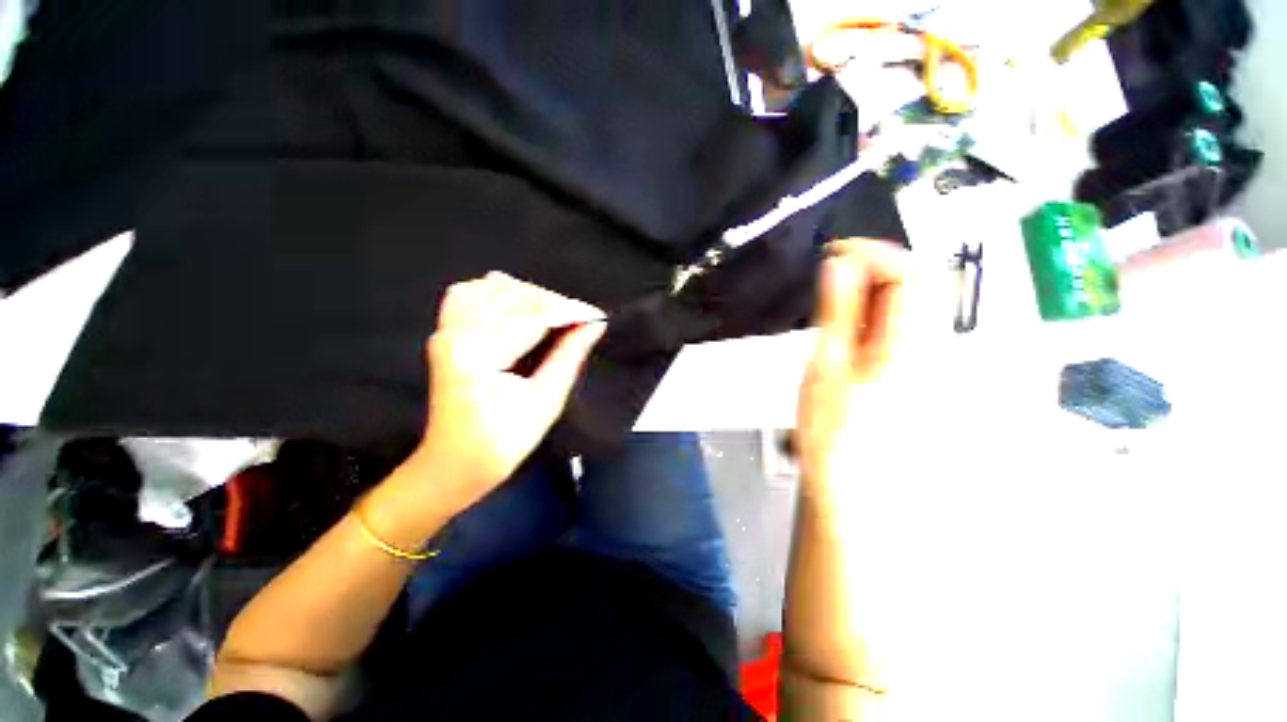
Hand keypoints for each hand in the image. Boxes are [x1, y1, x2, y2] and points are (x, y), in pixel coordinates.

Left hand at [415, 272, 605, 508]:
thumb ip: (570, 356)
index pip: (533, 316)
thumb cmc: (503, 442)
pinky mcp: (445, 331)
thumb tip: (595, 325)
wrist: (455, 462)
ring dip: (532, 297)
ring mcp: (446, 329)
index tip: (598, 316)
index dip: (570, 312)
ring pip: (495, 287)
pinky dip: (500, 293)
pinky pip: (471, 293)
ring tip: (556, 317)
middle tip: (582, 321)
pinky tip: (518, 307)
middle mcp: (456, 333)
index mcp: (478, 355)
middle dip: (555, 303)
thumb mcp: (546, 401)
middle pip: (515, 296)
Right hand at [796, 239, 908, 503]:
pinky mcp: (923, 373)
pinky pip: (909, 327)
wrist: (859, 490)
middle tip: (831, 278)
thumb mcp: (826, 367)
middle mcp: (936, 346)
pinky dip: (879, 315)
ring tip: (835, 303)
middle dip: (874, 269)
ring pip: (914, 305)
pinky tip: (852, 331)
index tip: (834, 252)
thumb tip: (839, 266)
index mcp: (912, 343)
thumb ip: (837, 314)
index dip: (874, 251)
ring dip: (874, 291)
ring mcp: (934, 361)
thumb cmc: (834, 432)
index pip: (910, 273)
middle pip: (920, 284)